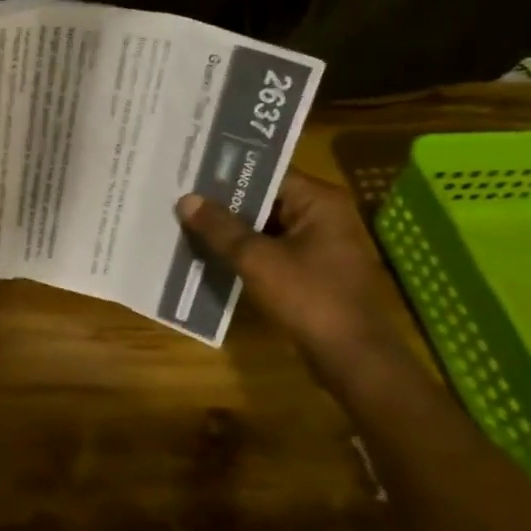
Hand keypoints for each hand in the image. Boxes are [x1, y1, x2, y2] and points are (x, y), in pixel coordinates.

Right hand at [176, 168, 392, 361]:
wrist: (350, 356)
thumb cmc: (308, 297)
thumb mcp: (257, 259)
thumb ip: (220, 228)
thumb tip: (186, 199)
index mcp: (319, 201)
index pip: (267, 174)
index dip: (227, 174)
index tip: (190, 173)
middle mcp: (323, 215)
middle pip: (265, 200)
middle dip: (225, 204)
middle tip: (180, 197)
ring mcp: (319, 245)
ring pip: (265, 227)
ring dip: (231, 230)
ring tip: (186, 223)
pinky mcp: (311, 271)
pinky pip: (270, 250)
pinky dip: (244, 252)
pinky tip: (209, 254)